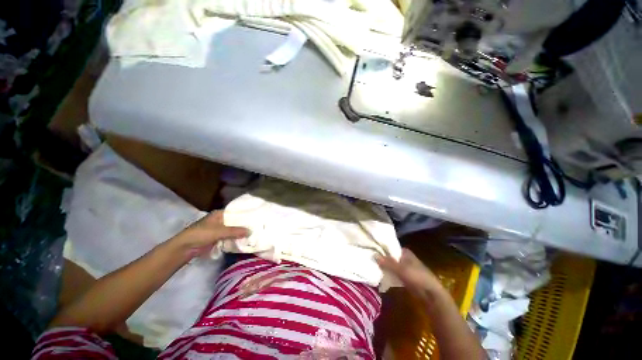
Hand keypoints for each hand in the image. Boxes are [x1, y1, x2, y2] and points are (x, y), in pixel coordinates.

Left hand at [169, 211, 249, 259]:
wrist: (185, 248)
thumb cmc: (201, 234)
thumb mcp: (219, 231)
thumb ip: (235, 231)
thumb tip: (251, 231)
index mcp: (220, 214)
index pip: (236, 211)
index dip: (245, 213)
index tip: (257, 216)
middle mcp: (220, 220)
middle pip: (235, 221)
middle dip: (245, 224)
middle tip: (258, 226)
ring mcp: (219, 230)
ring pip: (233, 230)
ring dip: (241, 232)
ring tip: (255, 233)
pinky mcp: (218, 238)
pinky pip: (230, 237)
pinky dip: (236, 239)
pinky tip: (245, 240)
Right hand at [376, 248, 445, 299]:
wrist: (431, 294)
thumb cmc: (417, 277)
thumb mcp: (401, 269)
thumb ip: (388, 262)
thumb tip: (374, 255)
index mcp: (405, 252)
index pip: (390, 246)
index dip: (382, 248)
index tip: (371, 249)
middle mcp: (404, 257)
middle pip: (390, 256)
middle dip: (382, 258)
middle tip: (370, 258)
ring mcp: (405, 267)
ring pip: (391, 264)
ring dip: (384, 266)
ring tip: (373, 265)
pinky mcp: (405, 276)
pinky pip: (394, 272)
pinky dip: (388, 273)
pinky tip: (380, 274)